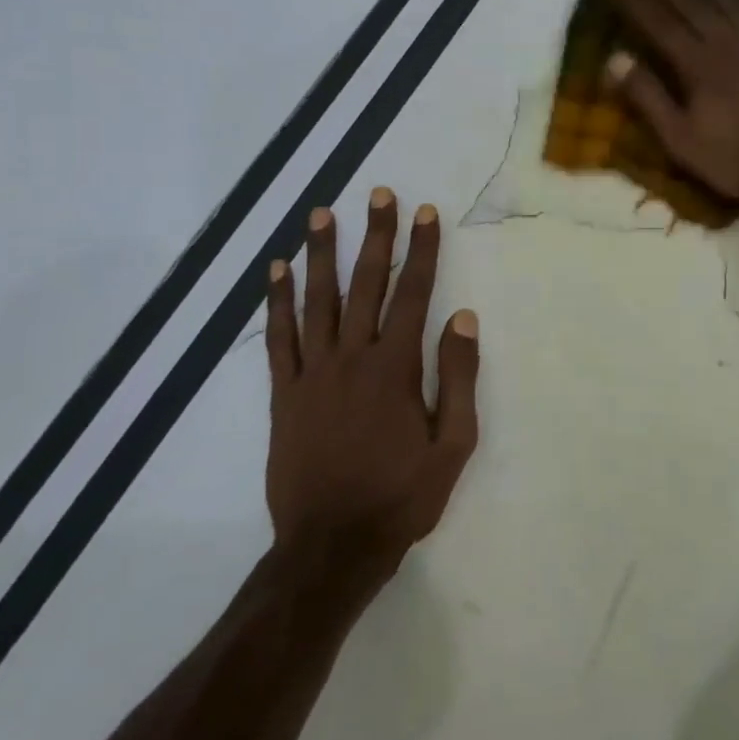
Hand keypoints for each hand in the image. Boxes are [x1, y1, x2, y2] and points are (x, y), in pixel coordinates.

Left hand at [263, 189, 480, 590]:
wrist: (332, 545)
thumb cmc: (401, 497)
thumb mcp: (453, 445)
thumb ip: (457, 378)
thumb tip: (461, 318)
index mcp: (395, 369)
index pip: (413, 294)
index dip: (422, 250)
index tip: (426, 213)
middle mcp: (351, 359)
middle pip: (365, 284)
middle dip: (375, 236)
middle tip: (378, 194)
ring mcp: (311, 374)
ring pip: (316, 301)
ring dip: (321, 254)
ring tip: (321, 214)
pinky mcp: (283, 395)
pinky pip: (278, 338)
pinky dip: (277, 302)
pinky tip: (277, 271)